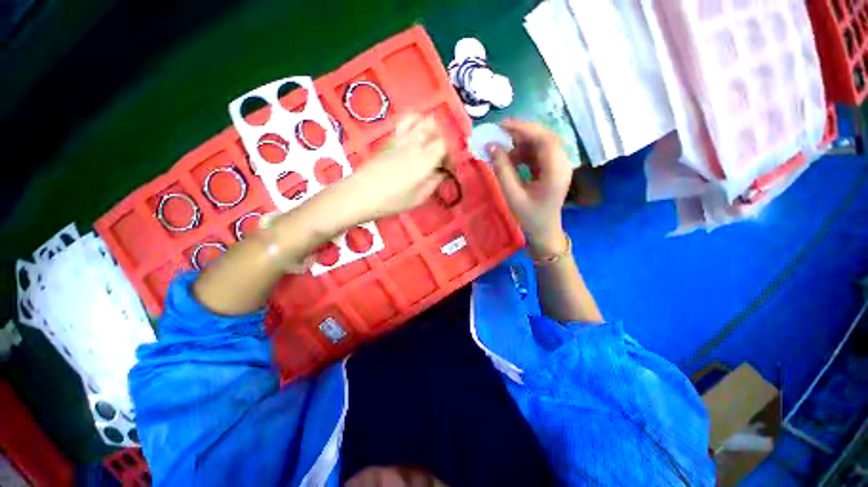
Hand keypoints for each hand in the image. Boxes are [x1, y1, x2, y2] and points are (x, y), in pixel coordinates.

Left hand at [337, 112, 448, 222]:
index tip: (447, 168)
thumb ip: (433, 183)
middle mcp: (414, 144)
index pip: (444, 144)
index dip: (450, 154)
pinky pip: (405, 123)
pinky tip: (414, 139)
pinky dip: (414, 125)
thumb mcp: (418, 198)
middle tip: (440, 155)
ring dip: (429, 128)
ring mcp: (400, 139)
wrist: (361, 194)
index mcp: (424, 160)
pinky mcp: (389, 140)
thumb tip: (441, 173)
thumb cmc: (392, 201)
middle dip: (442, 138)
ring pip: (420, 118)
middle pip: (434, 127)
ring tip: (428, 143)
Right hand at [488, 120, 571, 255]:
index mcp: (556, 171)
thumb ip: (502, 170)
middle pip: (544, 136)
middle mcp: (562, 163)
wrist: (544, 230)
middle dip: (521, 132)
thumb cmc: (529, 216)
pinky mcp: (553, 167)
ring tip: (502, 150)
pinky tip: (511, 159)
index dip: (523, 128)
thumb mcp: (513, 195)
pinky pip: (539, 152)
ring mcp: (560, 164)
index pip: (544, 139)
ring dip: (521, 142)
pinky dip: (524, 151)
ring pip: (541, 142)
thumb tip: (491, 146)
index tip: (502, 126)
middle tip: (499, 132)